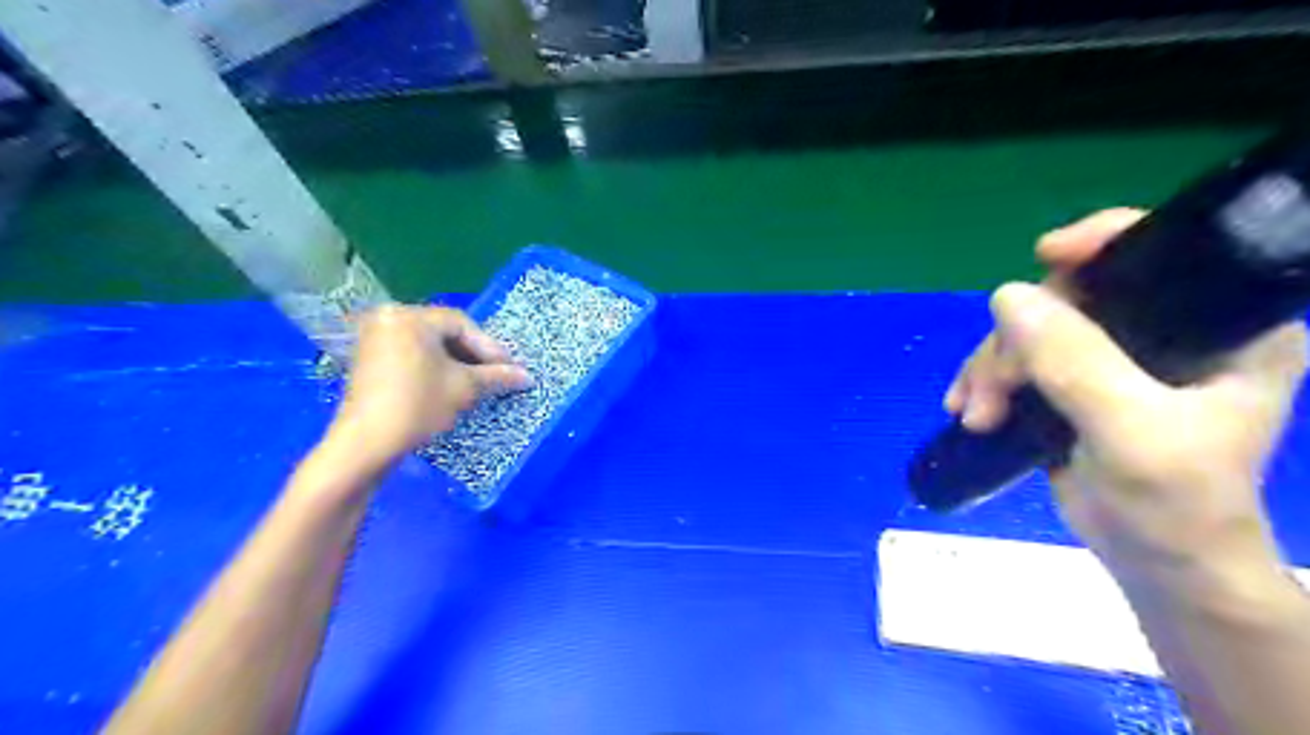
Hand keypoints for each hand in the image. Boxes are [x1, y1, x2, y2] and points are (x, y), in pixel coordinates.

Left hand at [326, 304, 531, 469]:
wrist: (367, 443)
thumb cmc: (418, 405)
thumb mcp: (464, 388)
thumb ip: (497, 376)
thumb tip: (527, 376)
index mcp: (410, 317)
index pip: (462, 324)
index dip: (490, 347)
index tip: (510, 368)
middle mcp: (389, 318)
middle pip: (444, 332)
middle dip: (473, 354)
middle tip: (496, 374)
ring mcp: (375, 338)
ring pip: (428, 344)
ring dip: (455, 361)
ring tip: (477, 382)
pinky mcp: (369, 359)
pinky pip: (411, 353)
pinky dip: (433, 366)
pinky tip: (450, 384)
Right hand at [948, 209, 1303, 581]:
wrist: (1157, 565)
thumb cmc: (1175, 504)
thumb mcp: (1132, 431)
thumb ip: (1075, 362)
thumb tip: (1004, 295)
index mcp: (1223, 325)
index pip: (1166, 250)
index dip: (1104, 240)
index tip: (1045, 256)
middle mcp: (1169, 329)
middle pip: (1073, 295)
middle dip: (1018, 340)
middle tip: (989, 391)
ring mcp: (1116, 356)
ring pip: (1032, 329)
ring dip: (991, 369)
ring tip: (974, 413)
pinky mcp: (1076, 382)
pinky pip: (1017, 358)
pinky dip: (985, 380)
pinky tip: (966, 409)